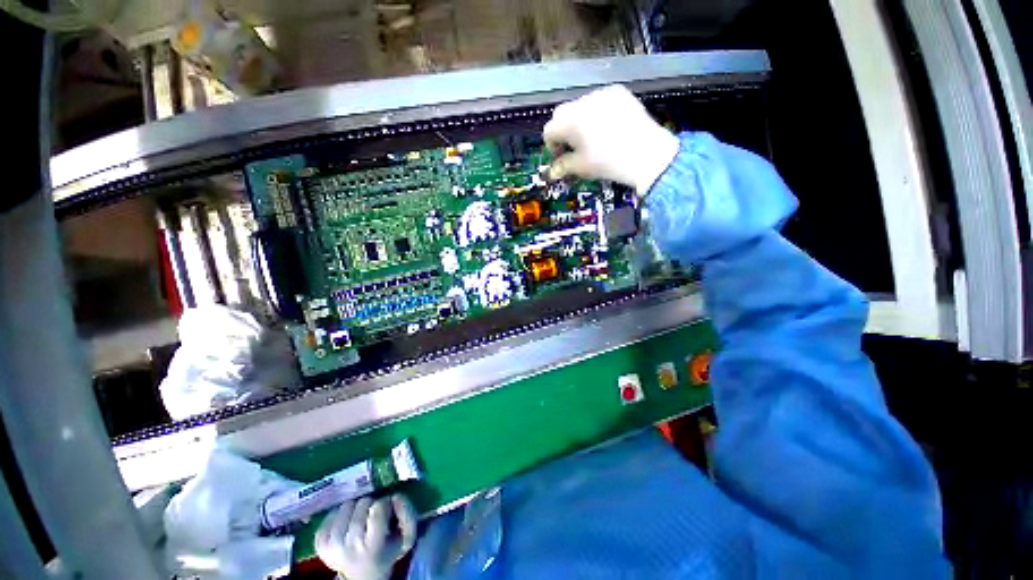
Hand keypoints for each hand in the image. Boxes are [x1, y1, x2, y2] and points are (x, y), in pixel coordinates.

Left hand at [315, 494, 417, 579]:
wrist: (362, 575)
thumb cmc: (387, 552)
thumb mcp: (405, 538)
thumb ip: (408, 515)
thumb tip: (395, 496)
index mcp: (371, 546)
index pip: (378, 508)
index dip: (385, 503)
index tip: (387, 509)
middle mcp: (348, 545)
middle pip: (362, 504)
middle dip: (370, 504)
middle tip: (372, 515)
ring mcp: (331, 544)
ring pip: (346, 505)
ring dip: (355, 507)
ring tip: (360, 517)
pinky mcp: (319, 543)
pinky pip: (330, 514)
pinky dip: (340, 514)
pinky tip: (346, 523)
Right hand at [544, 84, 679, 195]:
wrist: (645, 153)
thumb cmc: (607, 163)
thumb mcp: (581, 167)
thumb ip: (562, 166)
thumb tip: (552, 171)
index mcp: (569, 121)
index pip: (549, 129)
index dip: (552, 145)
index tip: (561, 157)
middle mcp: (582, 102)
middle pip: (562, 114)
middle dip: (564, 131)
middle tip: (574, 148)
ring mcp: (601, 94)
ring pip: (580, 105)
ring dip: (580, 120)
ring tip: (593, 137)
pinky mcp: (618, 92)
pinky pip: (600, 100)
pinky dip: (597, 112)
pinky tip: (609, 127)